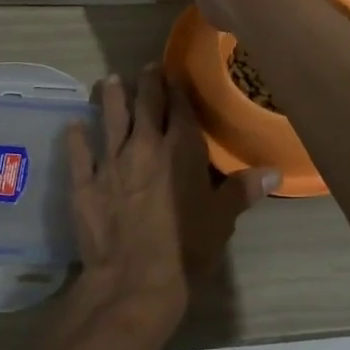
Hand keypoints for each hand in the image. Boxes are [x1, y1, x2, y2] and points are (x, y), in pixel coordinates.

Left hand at [64, 64, 277, 342]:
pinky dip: (76, 137)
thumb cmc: (186, 249)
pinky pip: (79, 154)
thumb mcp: (221, 220)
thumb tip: (275, 171)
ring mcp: (111, 163)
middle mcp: (144, 147)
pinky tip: (74, 124)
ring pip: (110, 120)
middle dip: (146, 84)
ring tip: (110, 80)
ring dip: (111, 99)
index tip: (172, 71)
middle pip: (144, 106)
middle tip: (145, 67)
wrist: (133, 282)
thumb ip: (243, 190)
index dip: (176, 87)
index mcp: (180, 150)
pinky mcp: (85, 184)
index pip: (178, 108)